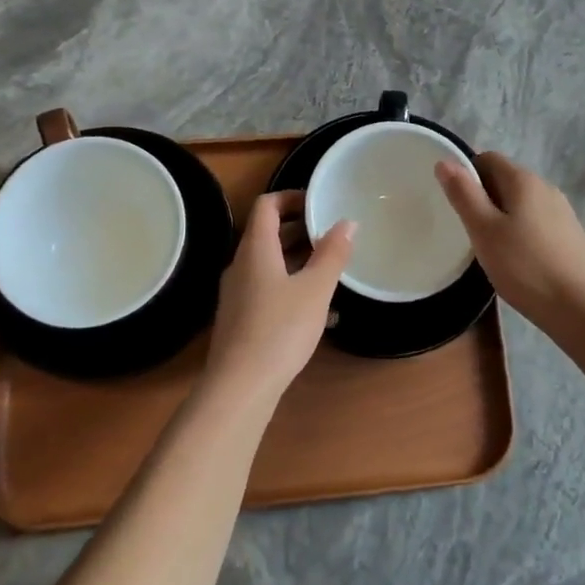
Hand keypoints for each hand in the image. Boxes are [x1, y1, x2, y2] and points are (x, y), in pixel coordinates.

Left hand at [202, 192, 353, 401]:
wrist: (240, 387)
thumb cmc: (280, 330)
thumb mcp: (315, 290)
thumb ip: (332, 254)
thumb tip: (347, 222)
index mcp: (256, 249)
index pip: (267, 205)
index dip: (292, 197)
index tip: (320, 203)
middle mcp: (241, 265)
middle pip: (268, 233)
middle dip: (301, 229)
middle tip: (334, 234)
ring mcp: (238, 293)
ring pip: (270, 264)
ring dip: (300, 260)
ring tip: (332, 268)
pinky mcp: (241, 318)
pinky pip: (269, 289)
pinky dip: (293, 287)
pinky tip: (320, 311)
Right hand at [436, 153, 584, 324]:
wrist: (579, 307)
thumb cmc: (524, 266)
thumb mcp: (484, 230)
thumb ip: (464, 194)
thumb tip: (446, 161)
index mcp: (524, 181)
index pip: (488, 159)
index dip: (468, 174)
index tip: (457, 203)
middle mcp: (547, 188)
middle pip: (507, 180)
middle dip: (485, 198)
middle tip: (470, 229)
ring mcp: (564, 212)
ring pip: (524, 204)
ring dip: (505, 216)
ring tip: (493, 248)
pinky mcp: (574, 236)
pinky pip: (540, 223)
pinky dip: (525, 232)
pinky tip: (521, 261)